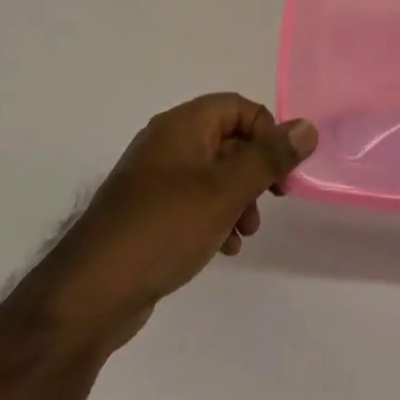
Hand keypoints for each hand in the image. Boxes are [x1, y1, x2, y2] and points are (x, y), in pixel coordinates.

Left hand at [33, 94, 317, 356]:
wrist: (93, 291)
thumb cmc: (165, 227)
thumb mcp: (227, 190)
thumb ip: (269, 157)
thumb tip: (307, 126)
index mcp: (183, 125)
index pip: (239, 108)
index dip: (267, 134)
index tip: (282, 172)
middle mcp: (167, 142)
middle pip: (228, 140)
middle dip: (255, 171)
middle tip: (271, 202)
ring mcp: (154, 178)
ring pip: (213, 174)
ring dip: (238, 198)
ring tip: (244, 233)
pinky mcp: (147, 212)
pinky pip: (193, 201)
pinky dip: (214, 216)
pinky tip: (222, 249)